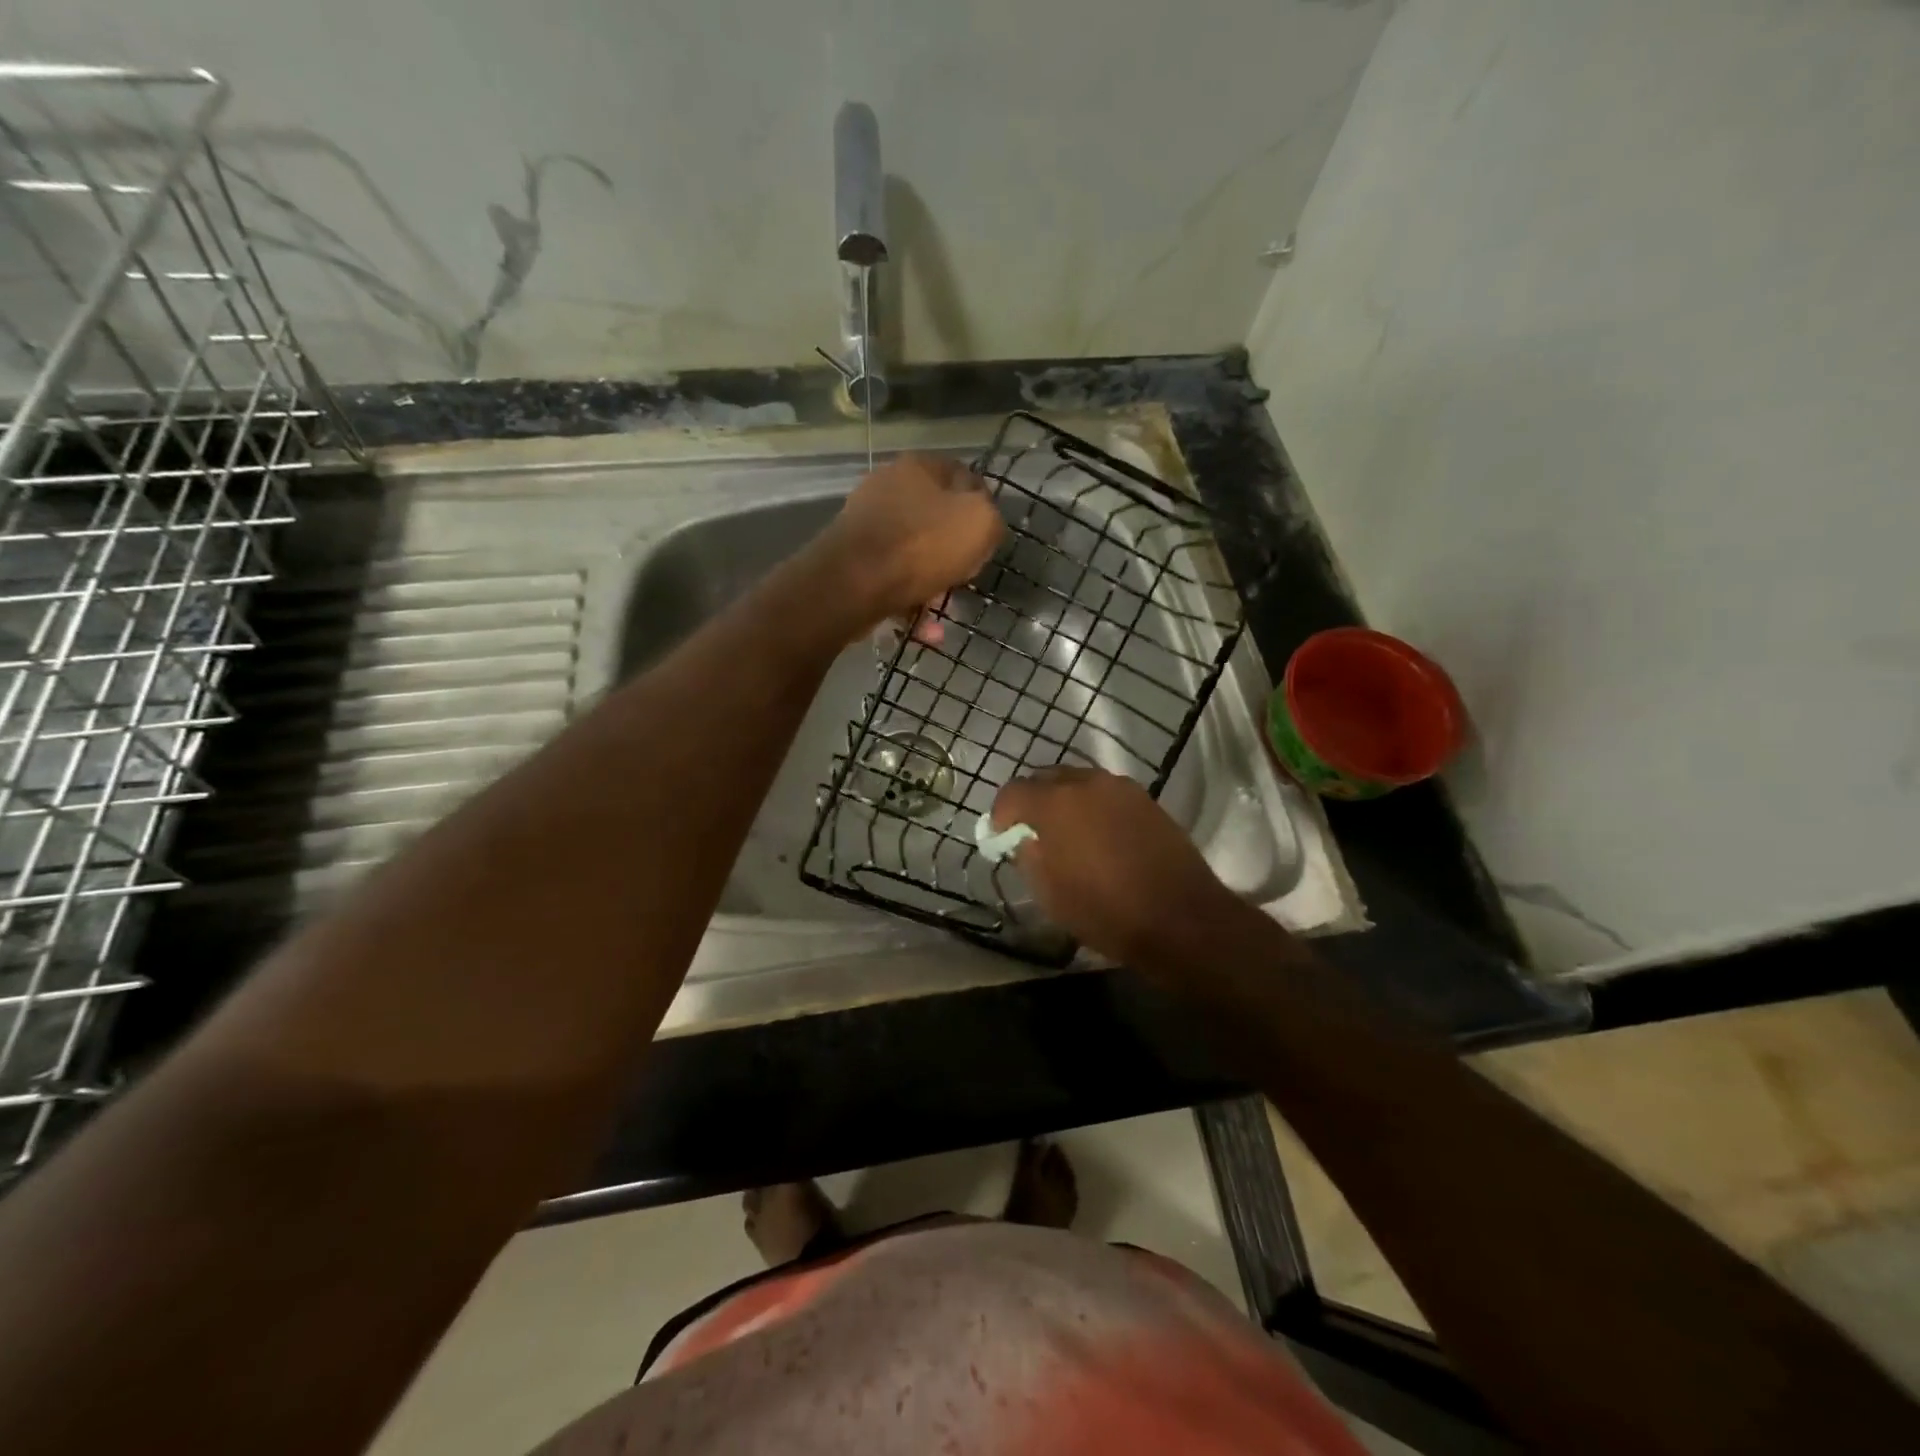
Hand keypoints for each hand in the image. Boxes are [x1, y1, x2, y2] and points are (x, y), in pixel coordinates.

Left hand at [820, 454, 1003, 630]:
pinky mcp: (851, 561)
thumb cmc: (922, 546)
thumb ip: (990, 518)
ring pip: (914, 556)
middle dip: (954, 556)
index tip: (988, 540)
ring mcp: (866, 525)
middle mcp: (888, 488)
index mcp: (919, 467)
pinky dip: (910, 604)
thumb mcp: (980, 523)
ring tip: (944, 615)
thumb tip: (981, 523)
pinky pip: (892, 581)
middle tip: (966, 580)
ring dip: (934, 587)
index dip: (982, 508)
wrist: (852, 584)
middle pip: (936, 522)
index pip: (963, 477)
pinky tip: (926, 631)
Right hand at [991, 767, 1243, 969]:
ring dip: (1064, 801)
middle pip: (1046, 779)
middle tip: (1029, 831)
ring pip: (1079, 783)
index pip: (1013, 792)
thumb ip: (1026, 856)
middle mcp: (1087, 782)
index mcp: (1056, 802)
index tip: (999, 836)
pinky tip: (1096, 836)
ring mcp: (1121, 788)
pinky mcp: (1146, 800)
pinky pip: (1106, 794)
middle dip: (1032, 801)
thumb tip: (1022, 839)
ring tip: (1064, 834)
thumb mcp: (1048, 892)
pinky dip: (1092, 807)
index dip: (1000, 814)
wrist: (1180, 918)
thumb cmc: (1104, 909)